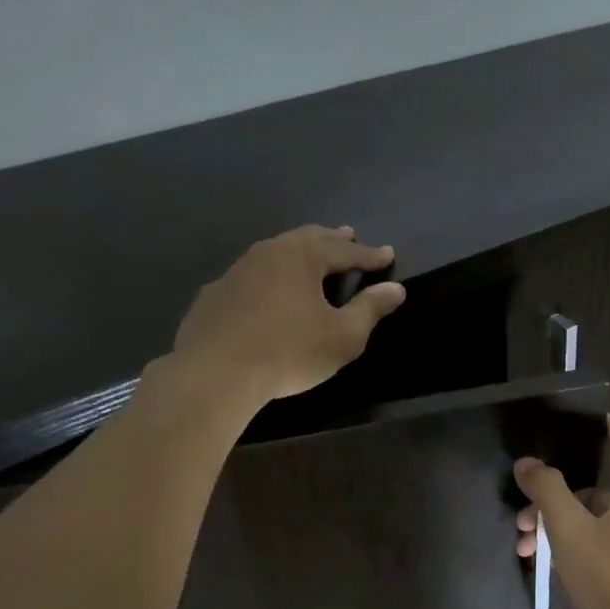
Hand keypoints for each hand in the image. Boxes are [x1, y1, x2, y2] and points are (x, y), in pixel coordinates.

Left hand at [174, 225, 406, 401]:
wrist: (215, 373)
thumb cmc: (289, 352)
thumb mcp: (343, 336)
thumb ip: (370, 309)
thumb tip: (396, 289)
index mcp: (303, 257)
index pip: (345, 251)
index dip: (369, 255)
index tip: (387, 254)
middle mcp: (268, 253)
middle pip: (307, 239)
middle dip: (331, 239)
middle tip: (348, 235)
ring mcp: (236, 271)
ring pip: (275, 252)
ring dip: (298, 252)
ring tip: (310, 256)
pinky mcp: (214, 294)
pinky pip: (250, 276)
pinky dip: (268, 276)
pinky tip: (266, 289)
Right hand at [514, 416, 609, 608]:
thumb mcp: (572, 532)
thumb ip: (548, 491)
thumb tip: (528, 461)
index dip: (600, 422)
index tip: (566, 420)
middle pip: (598, 482)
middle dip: (556, 490)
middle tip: (522, 508)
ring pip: (594, 516)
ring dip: (558, 523)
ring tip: (523, 544)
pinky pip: (600, 541)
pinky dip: (573, 544)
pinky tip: (547, 565)